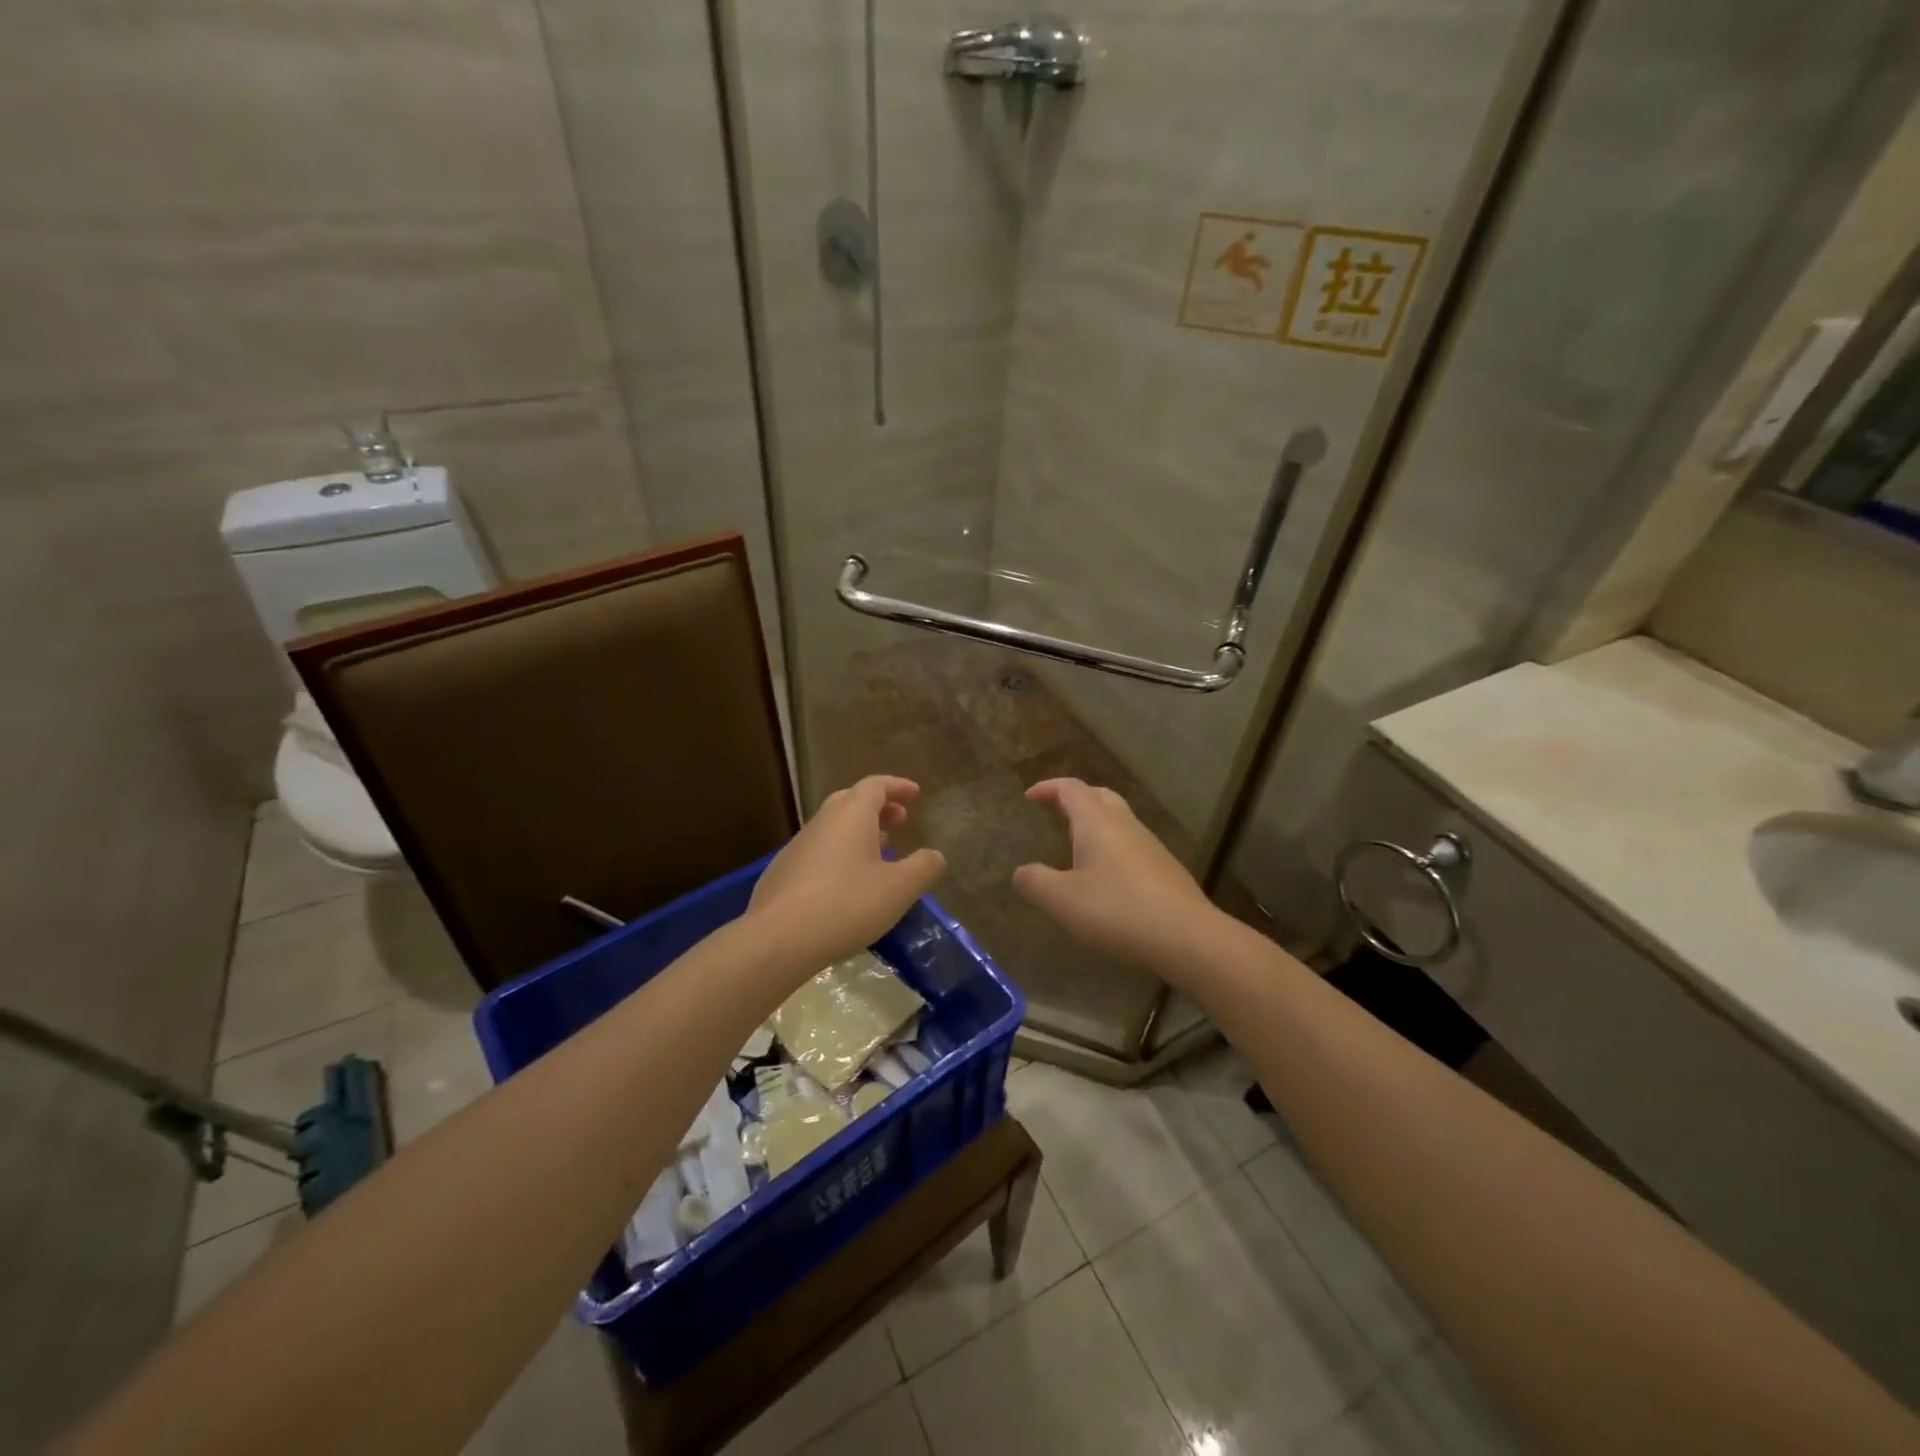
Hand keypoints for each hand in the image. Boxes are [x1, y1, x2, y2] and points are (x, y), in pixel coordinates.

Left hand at [748, 775, 946, 970]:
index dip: (897, 787)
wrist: (778, 939)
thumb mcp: (899, 889)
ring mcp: (797, 846)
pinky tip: (846, 883)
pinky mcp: (781, 872)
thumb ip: (924, 867)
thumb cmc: (847, 905)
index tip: (915, 794)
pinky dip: (839, 854)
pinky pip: (818, 851)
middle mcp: (822, 821)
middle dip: (878, 807)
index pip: (876, 785)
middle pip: (852, 801)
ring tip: (879, 853)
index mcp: (851, 814)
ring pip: (833, 827)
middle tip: (900, 821)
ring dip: (858, 832)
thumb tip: (935, 855)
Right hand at [1013, 778, 1220, 978]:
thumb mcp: (1062, 900)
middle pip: (1099, 795)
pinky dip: (1112, 846)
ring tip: (1077, 844)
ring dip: (1095, 822)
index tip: (1030, 797)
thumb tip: (1021, 872)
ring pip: (1119, 819)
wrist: (1187, 936)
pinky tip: (1107, 876)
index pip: (1070, 789)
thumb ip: (1035, 882)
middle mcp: (1124, 824)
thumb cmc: (1117, 910)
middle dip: (1075, 798)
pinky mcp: (1165, 868)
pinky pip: (1131, 843)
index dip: (1048, 788)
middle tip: (1056, 811)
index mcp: (1096, 822)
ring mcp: (1149, 845)